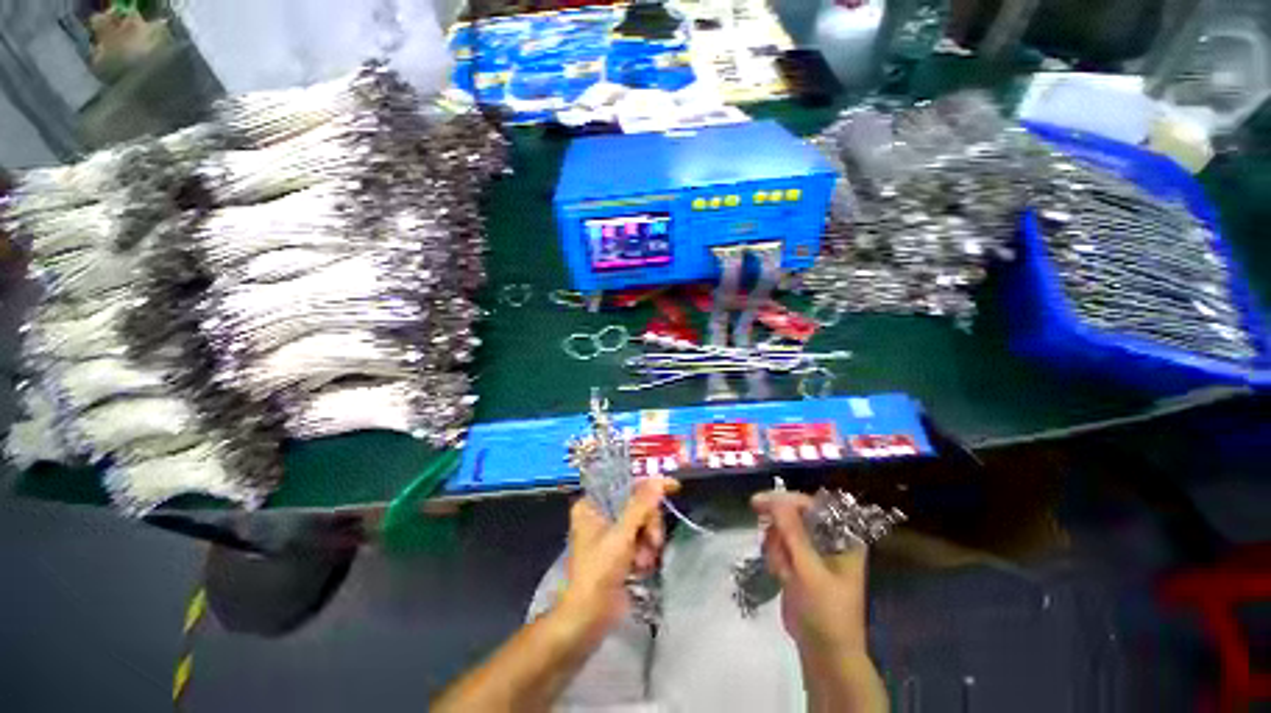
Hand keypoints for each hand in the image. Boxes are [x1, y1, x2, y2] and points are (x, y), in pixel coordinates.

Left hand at [556, 477, 679, 640]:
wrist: (588, 619)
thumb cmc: (598, 572)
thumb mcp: (621, 535)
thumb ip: (641, 506)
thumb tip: (658, 479)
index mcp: (591, 505)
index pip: (624, 485)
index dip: (648, 486)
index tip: (673, 487)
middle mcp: (599, 514)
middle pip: (637, 505)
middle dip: (649, 524)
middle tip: (653, 541)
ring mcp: (610, 533)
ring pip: (642, 523)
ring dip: (648, 541)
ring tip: (643, 562)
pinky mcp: (619, 550)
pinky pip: (641, 539)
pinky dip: (645, 552)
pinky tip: (641, 567)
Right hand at [751, 491, 868, 658]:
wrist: (825, 654)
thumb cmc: (826, 613)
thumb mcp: (809, 571)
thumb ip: (792, 534)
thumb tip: (775, 500)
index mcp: (843, 537)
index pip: (812, 504)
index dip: (785, 501)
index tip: (759, 503)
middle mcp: (829, 538)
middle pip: (794, 514)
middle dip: (780, 532)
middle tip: (771, 546)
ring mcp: (813, 550)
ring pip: (782, 529)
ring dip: (776, 548)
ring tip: (783, 573)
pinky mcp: (799, 561)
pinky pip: (779, 545)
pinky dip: (775, 557)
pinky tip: (781, 576)